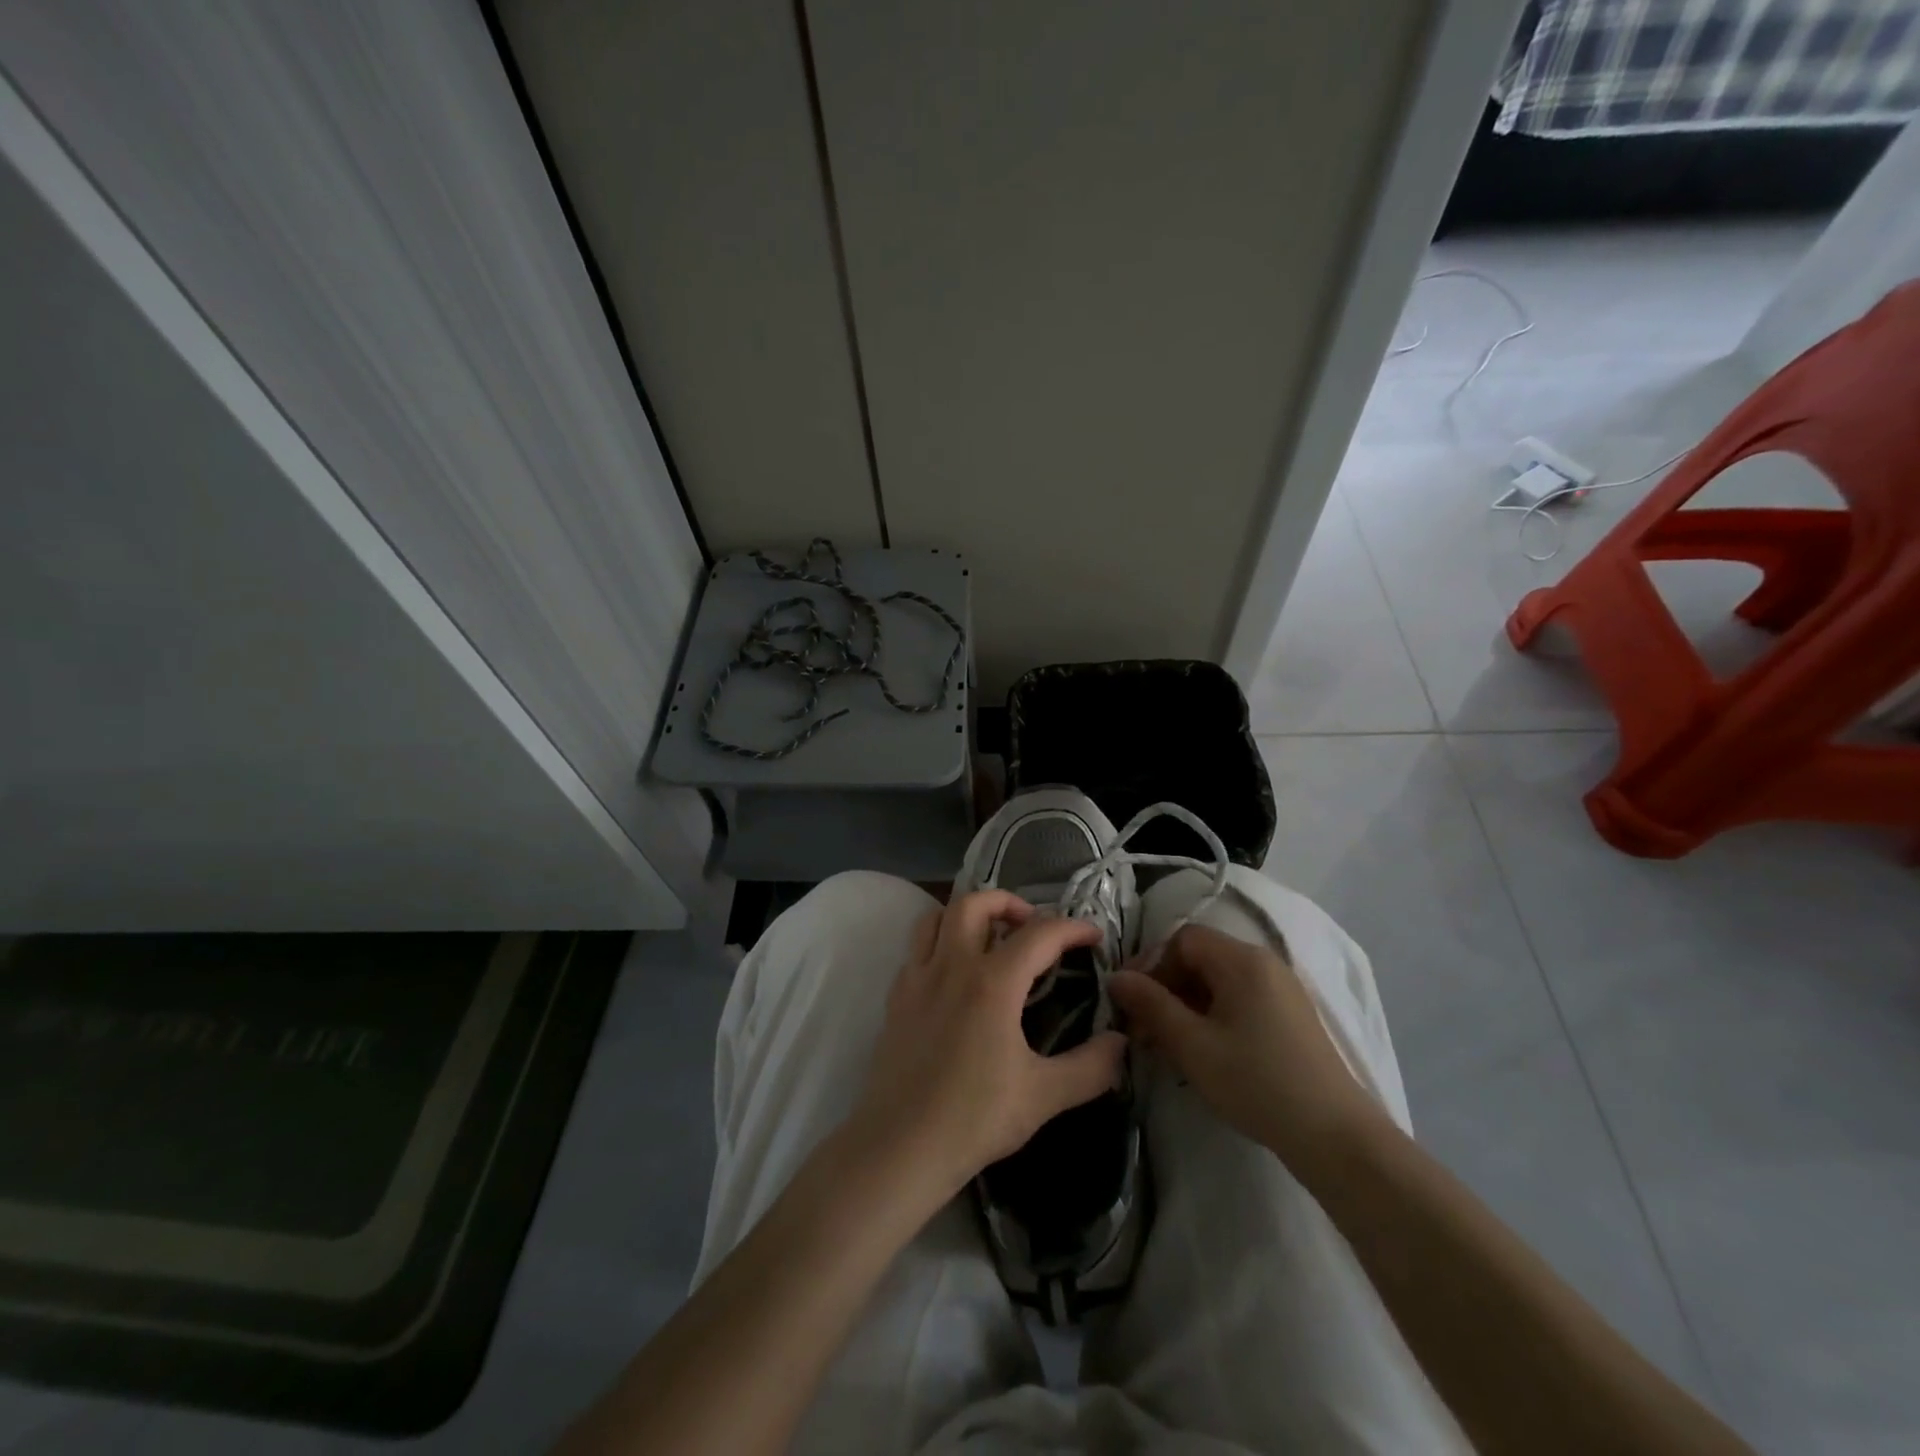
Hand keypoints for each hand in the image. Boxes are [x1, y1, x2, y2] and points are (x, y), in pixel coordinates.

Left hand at [848, 891, 1126, 1203]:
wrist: (900, 1146)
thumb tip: (1121, 1043)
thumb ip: (1091, 1067)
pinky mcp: (895, 997)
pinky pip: (916, 949)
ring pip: (936, 917)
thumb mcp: (1044, 1096)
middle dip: (1008, 902)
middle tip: (1031, 924)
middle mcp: (952, 966)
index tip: (1093, 937)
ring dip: (966, 914)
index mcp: (993, 983)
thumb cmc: (974, 1118)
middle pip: (974, 903)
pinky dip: (939, 943)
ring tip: (989, 937)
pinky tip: (954, 974)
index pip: (1039, 934)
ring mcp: (918, 978)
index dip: (1072, 928)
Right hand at [1107, 924, 1381, 1169]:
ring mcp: (1281, 991)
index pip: (1182, 939)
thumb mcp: (1192, 1045)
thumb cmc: (1256, 1082)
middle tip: (1142, 1029)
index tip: (1130, 1001)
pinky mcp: (1289, 1018)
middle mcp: (1264, 964)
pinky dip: (1211, 1017)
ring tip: (1167, 1046)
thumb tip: (1116, 977)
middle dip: (1165, 988)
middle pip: (1200, 959)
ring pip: (1217, 983)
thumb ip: (1150, 1005)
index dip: (1151, 964)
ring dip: (1185, 1006)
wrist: (1335, 1137)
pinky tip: (1202, 1053)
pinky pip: (1238, 1001)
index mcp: (1242, 960)